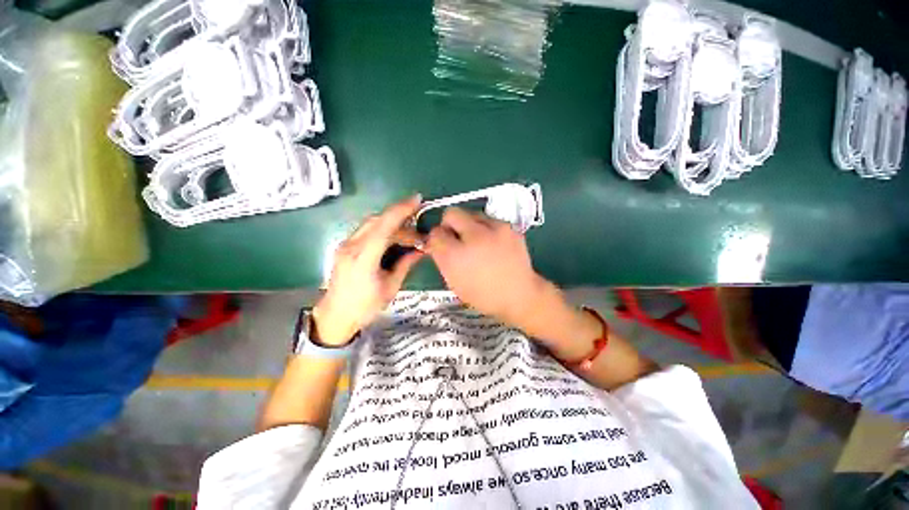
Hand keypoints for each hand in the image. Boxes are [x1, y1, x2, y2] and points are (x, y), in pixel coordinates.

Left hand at [313, 195, 424, 345]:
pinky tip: (395, 238)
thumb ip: (405, 264)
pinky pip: (367, 230)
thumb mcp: (390, 287)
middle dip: (402, 220)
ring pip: (372, 224)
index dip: (401, 210)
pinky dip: (384, 230)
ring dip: (393, 225)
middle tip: (419, 232)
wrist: (335, 316)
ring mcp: (346, 244)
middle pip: (378, 221)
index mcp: (363, 258)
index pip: (384, 226)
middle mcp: (351, 246)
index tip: (417, 200)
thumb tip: (420, 250)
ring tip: (410, 237)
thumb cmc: (364, 307)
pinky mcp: (345, 246)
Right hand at [425, 208, 547, 324]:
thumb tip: (436, 242)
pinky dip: (486, 229)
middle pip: (451, 213)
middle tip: (455, 237)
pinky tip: (492, 243)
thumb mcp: (454, 282)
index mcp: (456, 256)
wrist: (520, 295)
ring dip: (468, 225)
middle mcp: (473, 237)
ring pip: (471, 213)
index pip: (435, 233)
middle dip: (448, 224)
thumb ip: (442, 258)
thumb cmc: (483, 295)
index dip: (435, 238)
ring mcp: (494, 229)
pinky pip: (489, 220)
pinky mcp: (509, 227)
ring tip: (476, 241)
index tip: (440, 244)